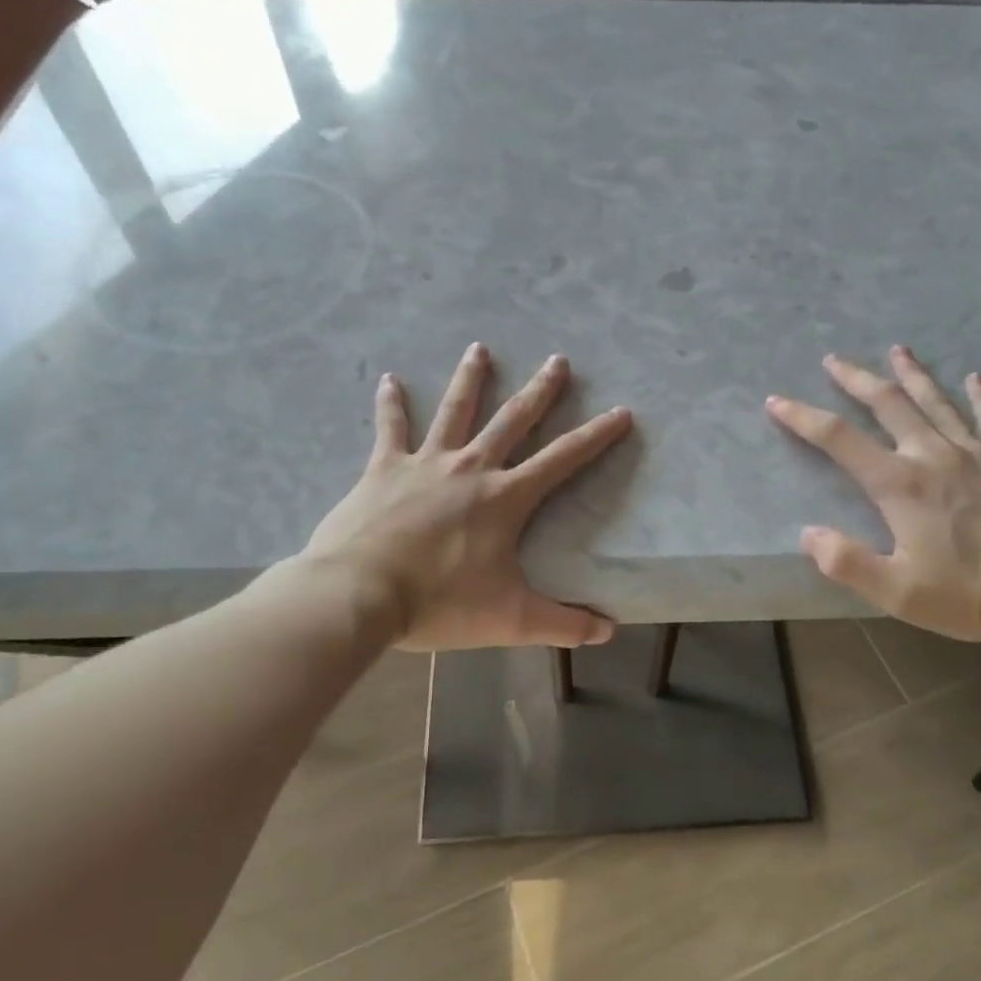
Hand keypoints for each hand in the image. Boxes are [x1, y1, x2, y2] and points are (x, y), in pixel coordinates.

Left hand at [298, 343, 632, 651]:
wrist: (360, 594)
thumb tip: (608, 632)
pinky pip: (391, 428)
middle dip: (540, 391)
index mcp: (505, 498)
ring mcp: (426, 463)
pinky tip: (389, 379)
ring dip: (470, 379)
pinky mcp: (384, 469)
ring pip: (454, 410)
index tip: (621, 411)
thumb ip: (562, 624)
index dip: (596, 435)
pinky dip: (391, 403)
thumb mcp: (510, 619)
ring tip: (479, 348)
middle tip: (558, 360)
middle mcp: (471, 468)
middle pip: (513, 420)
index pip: (563, 460)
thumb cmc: (440, 603)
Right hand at [767, 347, 980, 641]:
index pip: (839, 440)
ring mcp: (974, 453)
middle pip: (888, 403)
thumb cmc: (967, 593)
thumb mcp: (896, 591)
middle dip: (856, 379)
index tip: (776, 401)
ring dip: (911, 374)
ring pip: (935, 401)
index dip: (803, 417)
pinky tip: (974, 378)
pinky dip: (978, 396)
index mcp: (900, 484)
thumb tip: (809, 534)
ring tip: (896, 350)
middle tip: (833, 359)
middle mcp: (933, 455)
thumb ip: (847, 562)